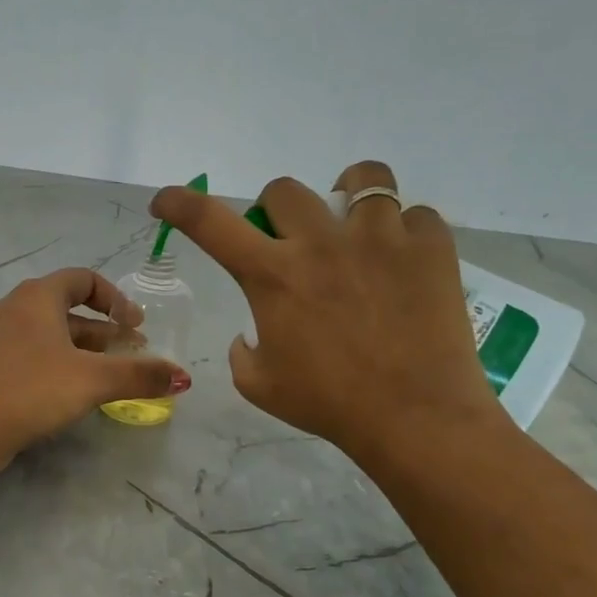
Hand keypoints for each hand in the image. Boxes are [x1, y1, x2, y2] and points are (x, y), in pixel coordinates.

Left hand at [0, 267, 189, 461]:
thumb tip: (182, 377)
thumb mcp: (93, 380)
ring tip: (106, 376)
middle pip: (65, 308)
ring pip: (46, 334)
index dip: (115, 298)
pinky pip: (27, 354)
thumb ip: (139, 375)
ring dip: (79, 349)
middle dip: (101, 330)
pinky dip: (54, 364)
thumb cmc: (31, 390)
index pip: (83, 278)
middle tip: (128, 354)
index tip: (135, 326)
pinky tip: (68, 393)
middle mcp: (11, 307)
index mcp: (36, 297)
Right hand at [149, 161, 500, 470]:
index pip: (209, 222)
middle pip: (283, 190)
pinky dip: (404, 233)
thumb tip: (250, 332)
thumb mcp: (259, 385)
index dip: (179, 202)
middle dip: (274, 212)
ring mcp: (380, 238)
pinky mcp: (431, 247)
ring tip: (355, 228)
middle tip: (288, 241)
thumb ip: (241, 350)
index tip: (165, 200)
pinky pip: (415, 215)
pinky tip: (402, 263)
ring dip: (348, 199)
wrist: (415, 417)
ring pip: (363, 179)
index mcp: (272, 276)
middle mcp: (321, 243)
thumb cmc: (329, 404)